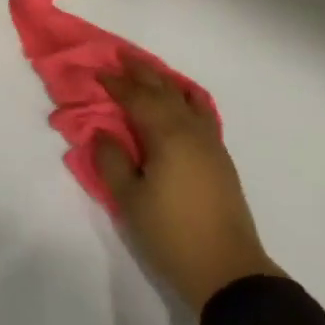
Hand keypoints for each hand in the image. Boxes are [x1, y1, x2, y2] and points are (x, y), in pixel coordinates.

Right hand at [95, 59, 281, 312]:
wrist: (226, 269)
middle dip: (142, 72)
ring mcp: (211, 144)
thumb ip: (112, 161)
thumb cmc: (170, 234)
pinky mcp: (220, 159)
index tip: (98, 71)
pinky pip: (202, 114)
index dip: (117, 84)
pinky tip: (183, 102)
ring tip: (150, 73)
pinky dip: (187, 99)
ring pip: (187, 99)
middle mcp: (192, 131)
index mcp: (167, 136)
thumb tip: (103, 133)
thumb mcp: (129, 199)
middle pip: (165, 91)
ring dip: (166, 82)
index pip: (138, 99)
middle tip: (122, 56)